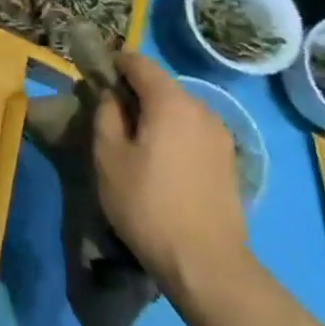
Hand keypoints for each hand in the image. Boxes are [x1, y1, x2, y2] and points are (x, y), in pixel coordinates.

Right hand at [92, 51, 247, 293]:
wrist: (206, 263)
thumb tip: (111, 94)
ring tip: (135, 142)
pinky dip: (174, 134)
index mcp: (170, 101)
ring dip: (156, 114)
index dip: (114, 64)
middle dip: (135, 92)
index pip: (138, 62)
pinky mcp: (229, 160)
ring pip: (179, 109)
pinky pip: (194, 131)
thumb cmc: (146, 204)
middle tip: (110, 115)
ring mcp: (221, 135)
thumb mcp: (108, 156)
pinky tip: (162, 162)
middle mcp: (201, 109)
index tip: (95, 78)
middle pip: (161, 85)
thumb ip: (106, 113)